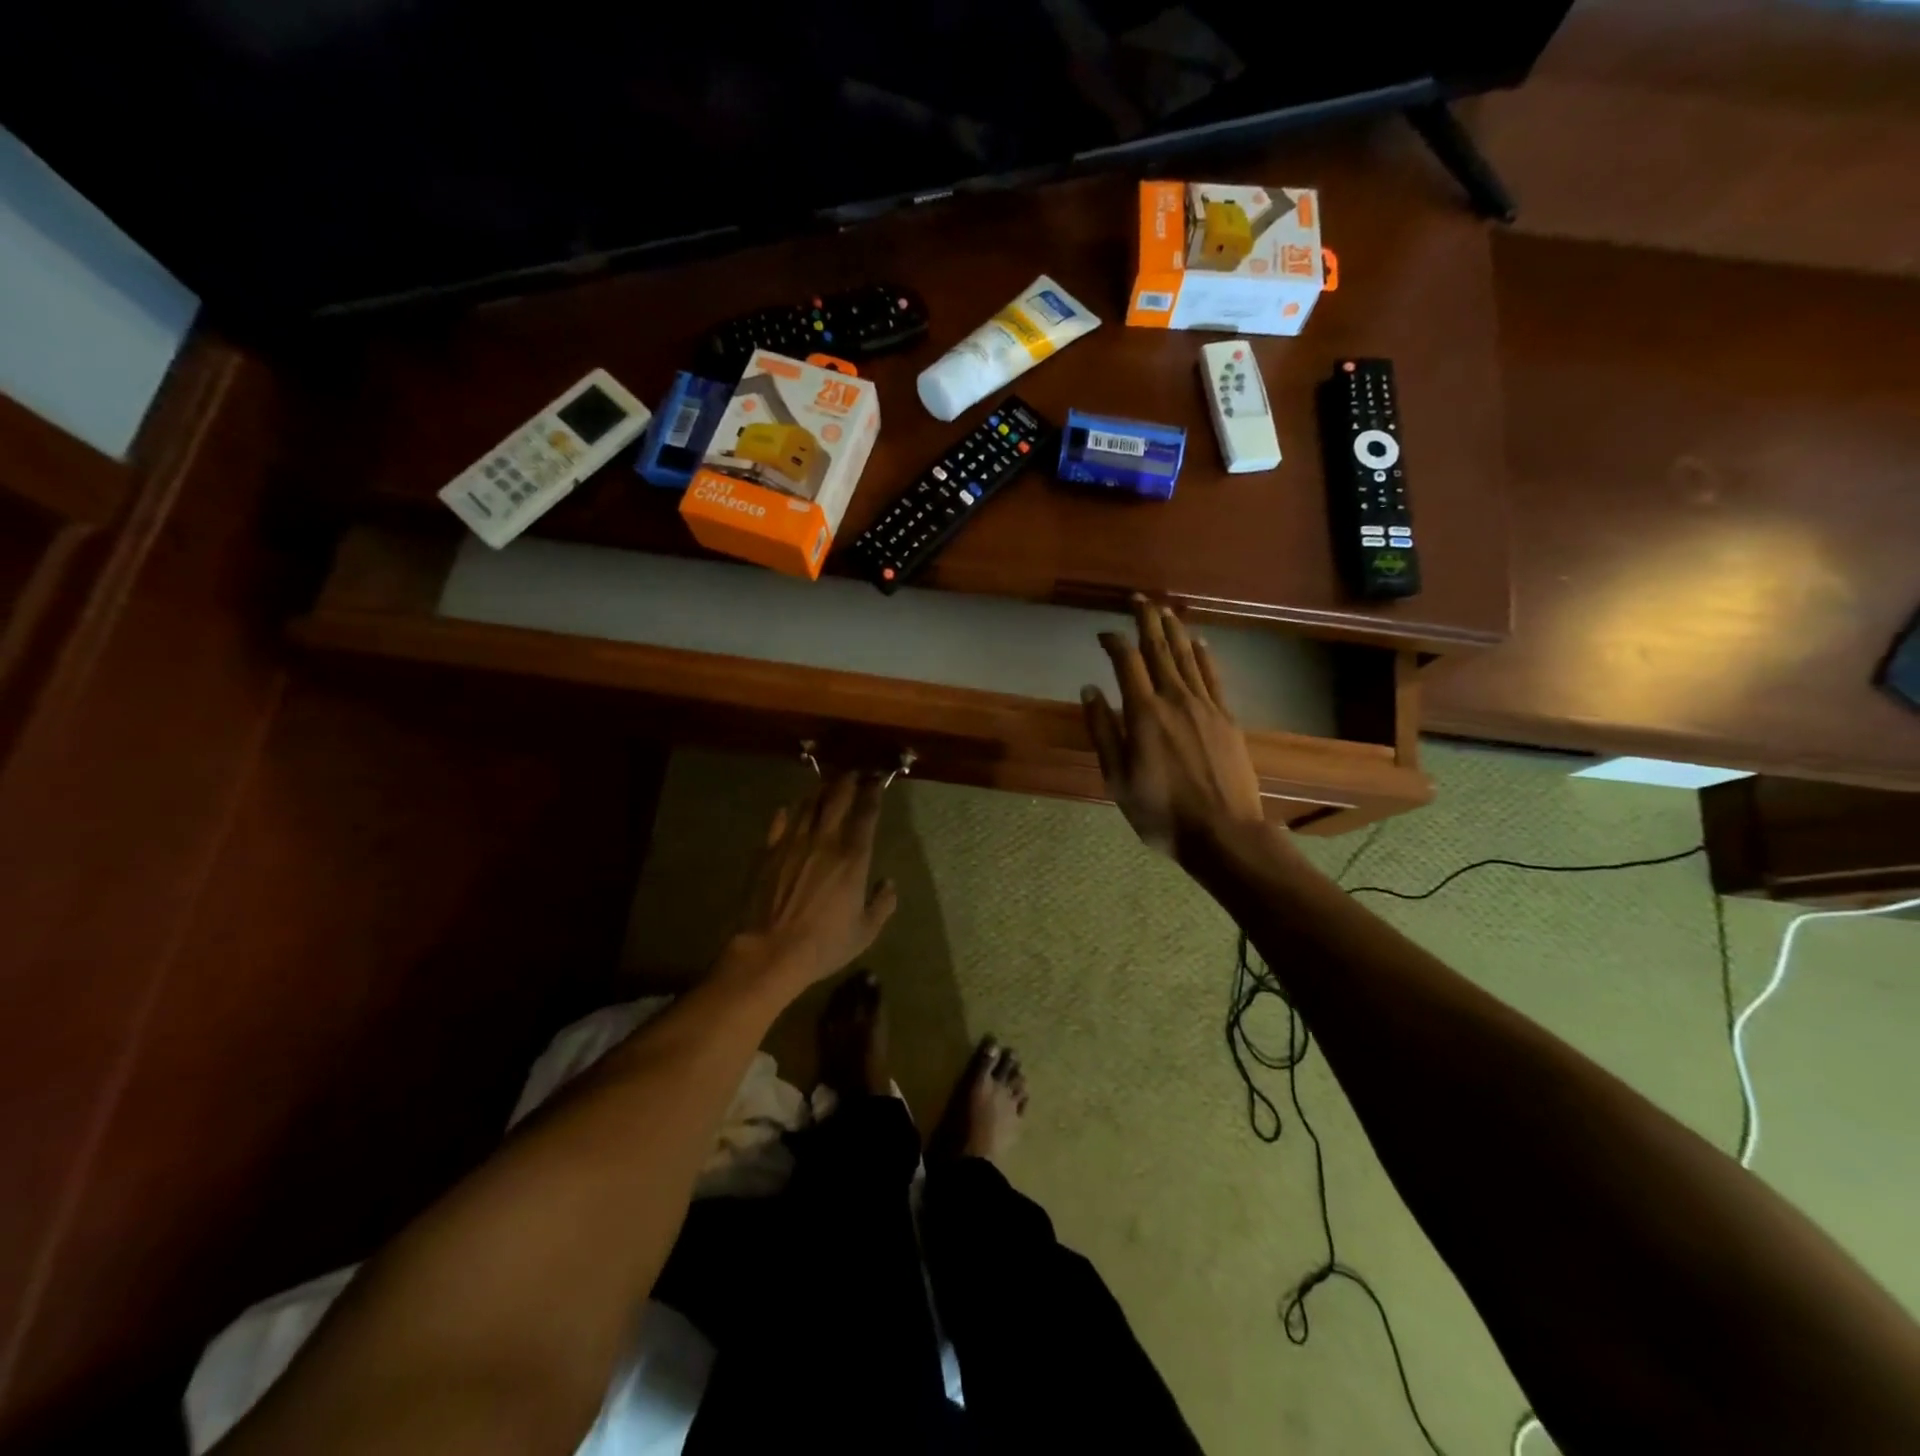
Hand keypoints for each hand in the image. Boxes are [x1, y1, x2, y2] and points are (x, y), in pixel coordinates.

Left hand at [726, 772, 897, 995]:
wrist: (770, 952)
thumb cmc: (823, 944)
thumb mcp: (864, 932)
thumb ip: (882, 905)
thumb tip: (889, 884)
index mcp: (853, 857)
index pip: (867, 813)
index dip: (873, 793)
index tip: (877, 781)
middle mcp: (824, 840)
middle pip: (837, 797)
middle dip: (847, 781)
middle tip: (853, 773)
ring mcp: (792, 843)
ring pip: (808, 804)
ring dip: (820, 792)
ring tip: (826, 788)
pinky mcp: (768, 852)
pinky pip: (779, 823)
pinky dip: (787, 814)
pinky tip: (789, 810)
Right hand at [1082, 596, 1266, 859]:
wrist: (1223, 832)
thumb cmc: (1160, 812)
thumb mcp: (1117, 777)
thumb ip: (1103, 730)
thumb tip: (1090, 688)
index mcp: (1143, 713)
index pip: (1126, 662)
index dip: (1114, 641)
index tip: (1103, 633)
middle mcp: (1175, 699)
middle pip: (1160, 649)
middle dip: (1147, 620)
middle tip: (1139, 599)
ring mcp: (1205, 706)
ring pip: (1187, 657)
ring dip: (1174, 630)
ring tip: (1165, 610)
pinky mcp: (1226, 718)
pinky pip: (1213, 676)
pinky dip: (1204, 655)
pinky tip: (1199, 642)